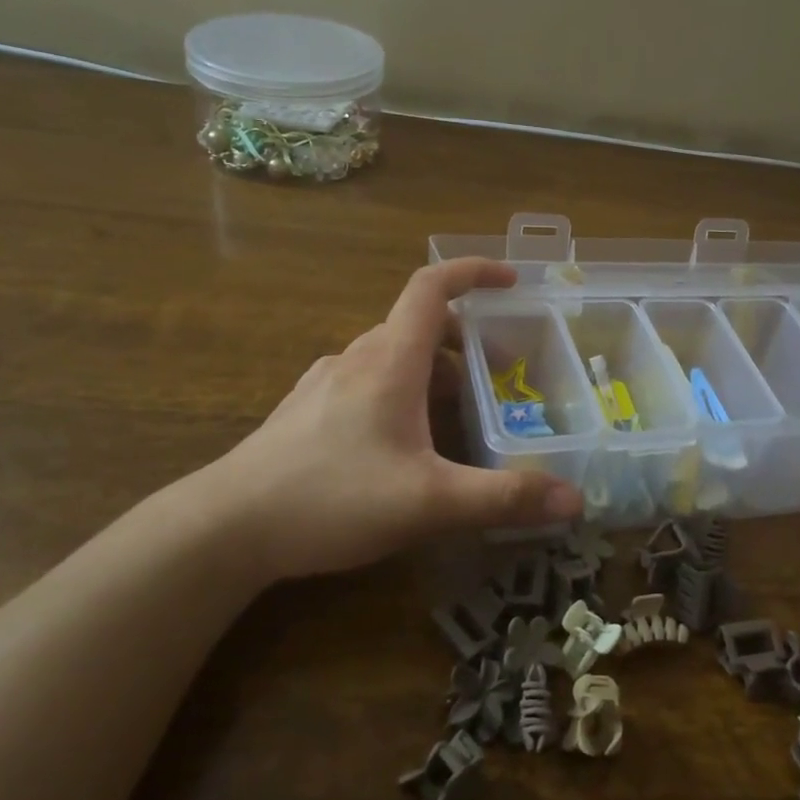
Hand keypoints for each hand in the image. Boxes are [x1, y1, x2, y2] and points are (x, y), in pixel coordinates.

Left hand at [194, 258, 583, 583]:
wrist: (226, 527)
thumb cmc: (331, 498)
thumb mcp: (429, 502)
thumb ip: (503, 498)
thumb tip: (574, 498)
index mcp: (390, 360)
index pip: (432, 287)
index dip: (474, 272)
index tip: (512, 281)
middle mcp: (357, 358)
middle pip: (418, 326)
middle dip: (465, 340)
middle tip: (500, 373)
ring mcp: (325, 382)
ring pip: (391, 357)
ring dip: (432, 371)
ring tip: (460, 416)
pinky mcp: (306, 410)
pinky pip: (366, 382)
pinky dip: (400, 392)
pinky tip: (403, 443)